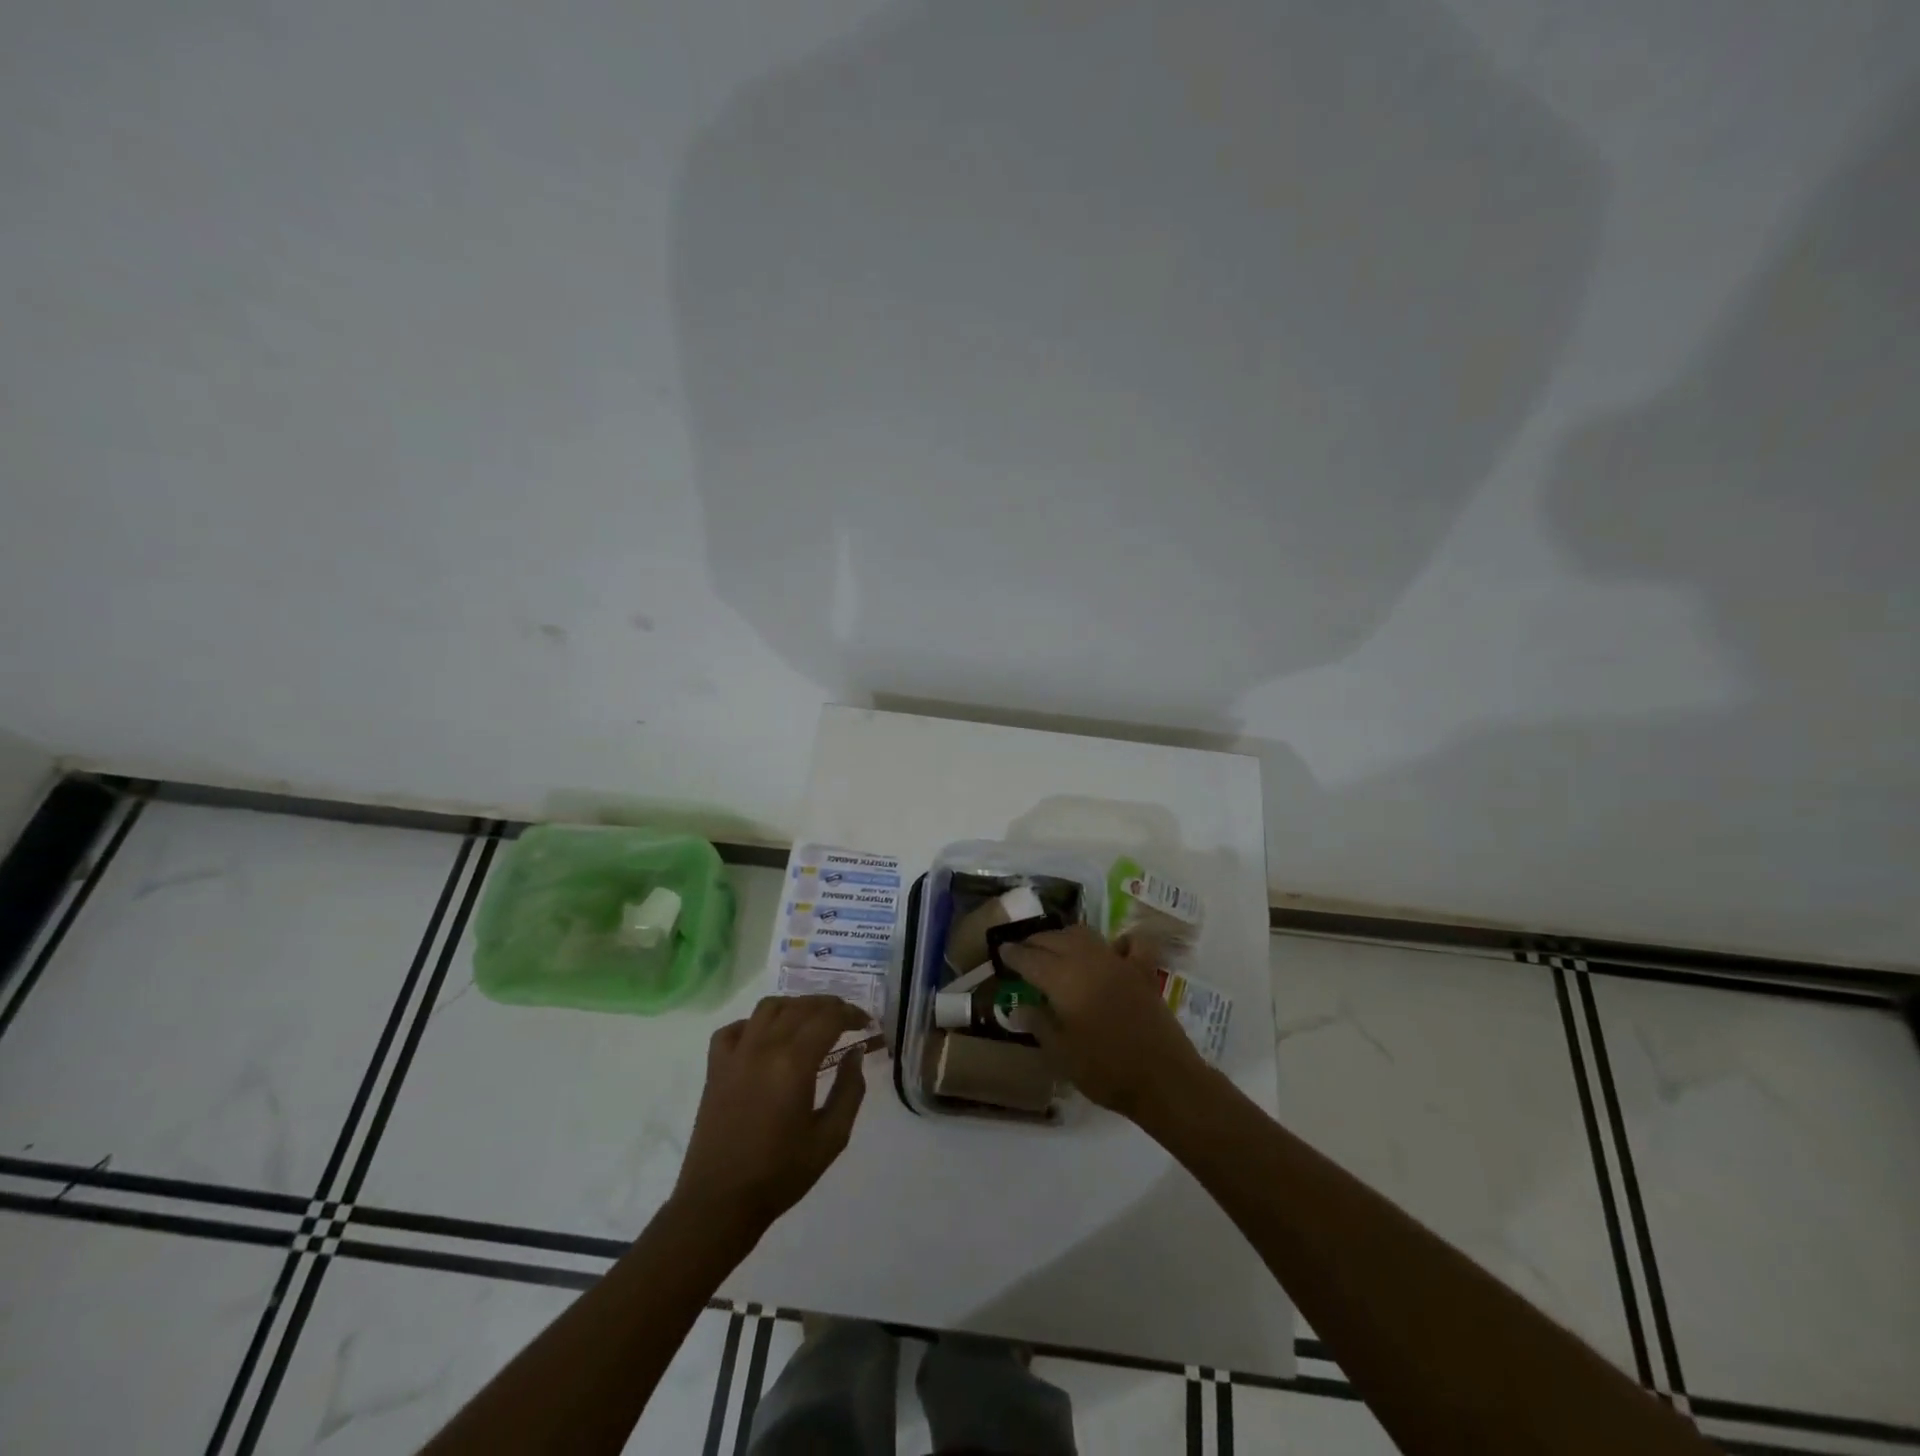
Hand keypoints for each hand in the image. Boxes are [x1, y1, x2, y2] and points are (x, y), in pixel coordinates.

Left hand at [673, 995, 873, 1234]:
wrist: (719, 1204)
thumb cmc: (780, 1175)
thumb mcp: (831, 1138)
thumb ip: (850, 1090)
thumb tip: (855, 1054)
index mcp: (793, 1063)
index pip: (828, 1018)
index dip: (851, 1014)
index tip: (865, 1024)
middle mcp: (763, 1047)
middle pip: (801, 1007)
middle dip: (828, 1006)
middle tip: (846, 1019)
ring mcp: (735, 1055)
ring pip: (768, 1008)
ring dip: (794, 1006)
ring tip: (810, 1021)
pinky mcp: (715, 1068)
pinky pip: (734, 1028)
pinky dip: (754, 1024)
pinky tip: (766, 1039)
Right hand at [998, 923, 1210, 1120]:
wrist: (1162, 1078)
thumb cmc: (1104, 1069)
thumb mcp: (1060, 1053)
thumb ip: (1038, 1023)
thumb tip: (1019, 1007)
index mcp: (1062, 979)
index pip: (1029, 958)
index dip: (1013, 954)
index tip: (1001, 951)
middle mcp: (1087, 960)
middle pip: (1055, 939)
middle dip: (1036, 942)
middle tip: (1023, 951)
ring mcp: (1118, 961)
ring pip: (1085, 935)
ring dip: (1066, 937)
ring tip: (1056, 947)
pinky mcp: (1142, 971)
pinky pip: (1129, 944)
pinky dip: (1118, 941)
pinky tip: (1112, 949)